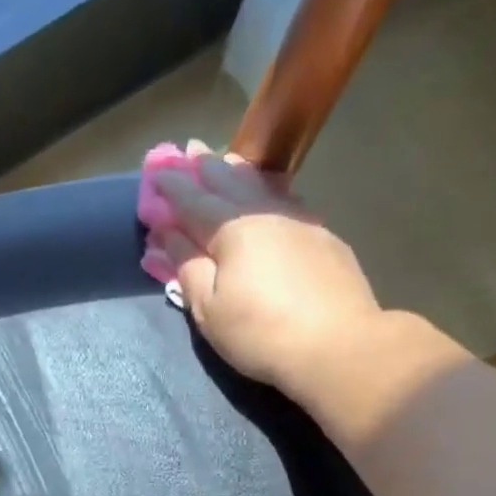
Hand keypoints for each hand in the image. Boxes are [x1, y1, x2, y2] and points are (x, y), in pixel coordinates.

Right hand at [146, 141, 382, 398]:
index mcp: (231, 229)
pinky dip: (271, 191)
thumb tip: (169, 235)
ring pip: (263, 187)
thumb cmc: (261, 333)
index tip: (156, 174)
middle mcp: (265, 214)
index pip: (193, 201)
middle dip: (206, 167)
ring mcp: (300, 223)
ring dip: (240, 172)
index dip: (172, 188)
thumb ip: (188, 268)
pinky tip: (271, 194)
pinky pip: (288, 202)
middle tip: (191, 149)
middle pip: (230, 183)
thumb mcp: (209, 310)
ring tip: (227, 160)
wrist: (338, 346)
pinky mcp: (325, 239)